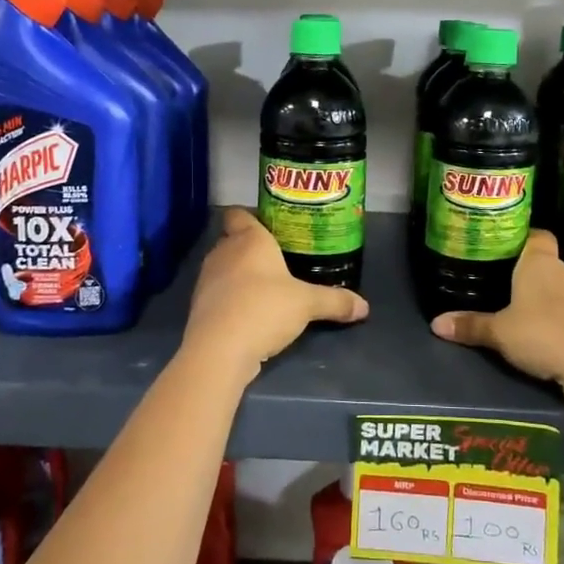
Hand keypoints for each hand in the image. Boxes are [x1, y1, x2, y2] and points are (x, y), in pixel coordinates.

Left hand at [182, 208, 368, 371]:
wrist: (219, 350)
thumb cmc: (264, 309)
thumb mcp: (307, 304)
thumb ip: (335, 301)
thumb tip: (364, 307)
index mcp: (249, 239)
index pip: (238, 213)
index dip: (251, 216)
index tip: (270, 225)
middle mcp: (223, 252)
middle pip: (232, 240)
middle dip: (251, 248)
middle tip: (278, 259)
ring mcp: (207, 279)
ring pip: (224, 267)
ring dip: (240, 275)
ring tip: (267, 287)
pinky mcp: (200, 306)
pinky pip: (219, 293)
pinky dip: (231, 298)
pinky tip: (251, 313)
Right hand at [430, 231, 563, 401]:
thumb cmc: (545, 335)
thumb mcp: (500, 333)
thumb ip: (470, 326)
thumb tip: (435, 324)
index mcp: (539, 263)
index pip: (537, 236)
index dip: (523, 239)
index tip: (506, 249)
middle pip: (546, 264)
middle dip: (528, 275)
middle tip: (503, 287)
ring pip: (561, 288)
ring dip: (547, 300)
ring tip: (524, 315)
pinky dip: (563, 319)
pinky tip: (550, 336)